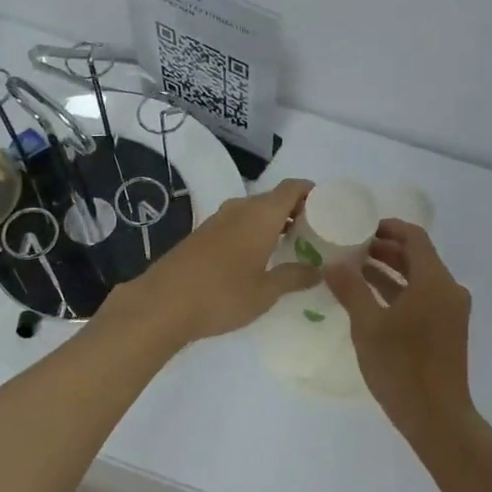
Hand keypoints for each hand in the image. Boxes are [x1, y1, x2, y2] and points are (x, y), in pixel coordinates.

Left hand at [113, 178, 319, 344]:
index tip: (329, 207)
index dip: (312, 192)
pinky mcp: (202, 235)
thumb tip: (318, 271)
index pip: (293, 187)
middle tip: (315, 232)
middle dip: (296, 211)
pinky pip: (237, 224)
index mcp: (261, 214)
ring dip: (273, 223)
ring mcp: (218, 220)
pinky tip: (258, 257)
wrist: (162, 304)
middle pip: (274, 198)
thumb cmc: (222, 295)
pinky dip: (253, 232)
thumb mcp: (265, 292)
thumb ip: (294, 277)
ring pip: (254, 211)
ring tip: (291, 246)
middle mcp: (240, 209)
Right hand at [325, 220, 472, 430]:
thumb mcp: (368, 325)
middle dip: (385, 249)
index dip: (388, 228)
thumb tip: (332, 262)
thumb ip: (350, 289)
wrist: (437, 418)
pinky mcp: (447, 330)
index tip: (360, 226)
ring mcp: (450, 311)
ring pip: (419, 279)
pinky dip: (399, 292)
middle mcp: (448, 290)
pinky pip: (423, 298)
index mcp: (435, 281)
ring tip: (355, 269)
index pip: (414, 238)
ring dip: (390, 271)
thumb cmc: (402, 367)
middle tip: (351, 247)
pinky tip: (371, 298)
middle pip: (417, 256)